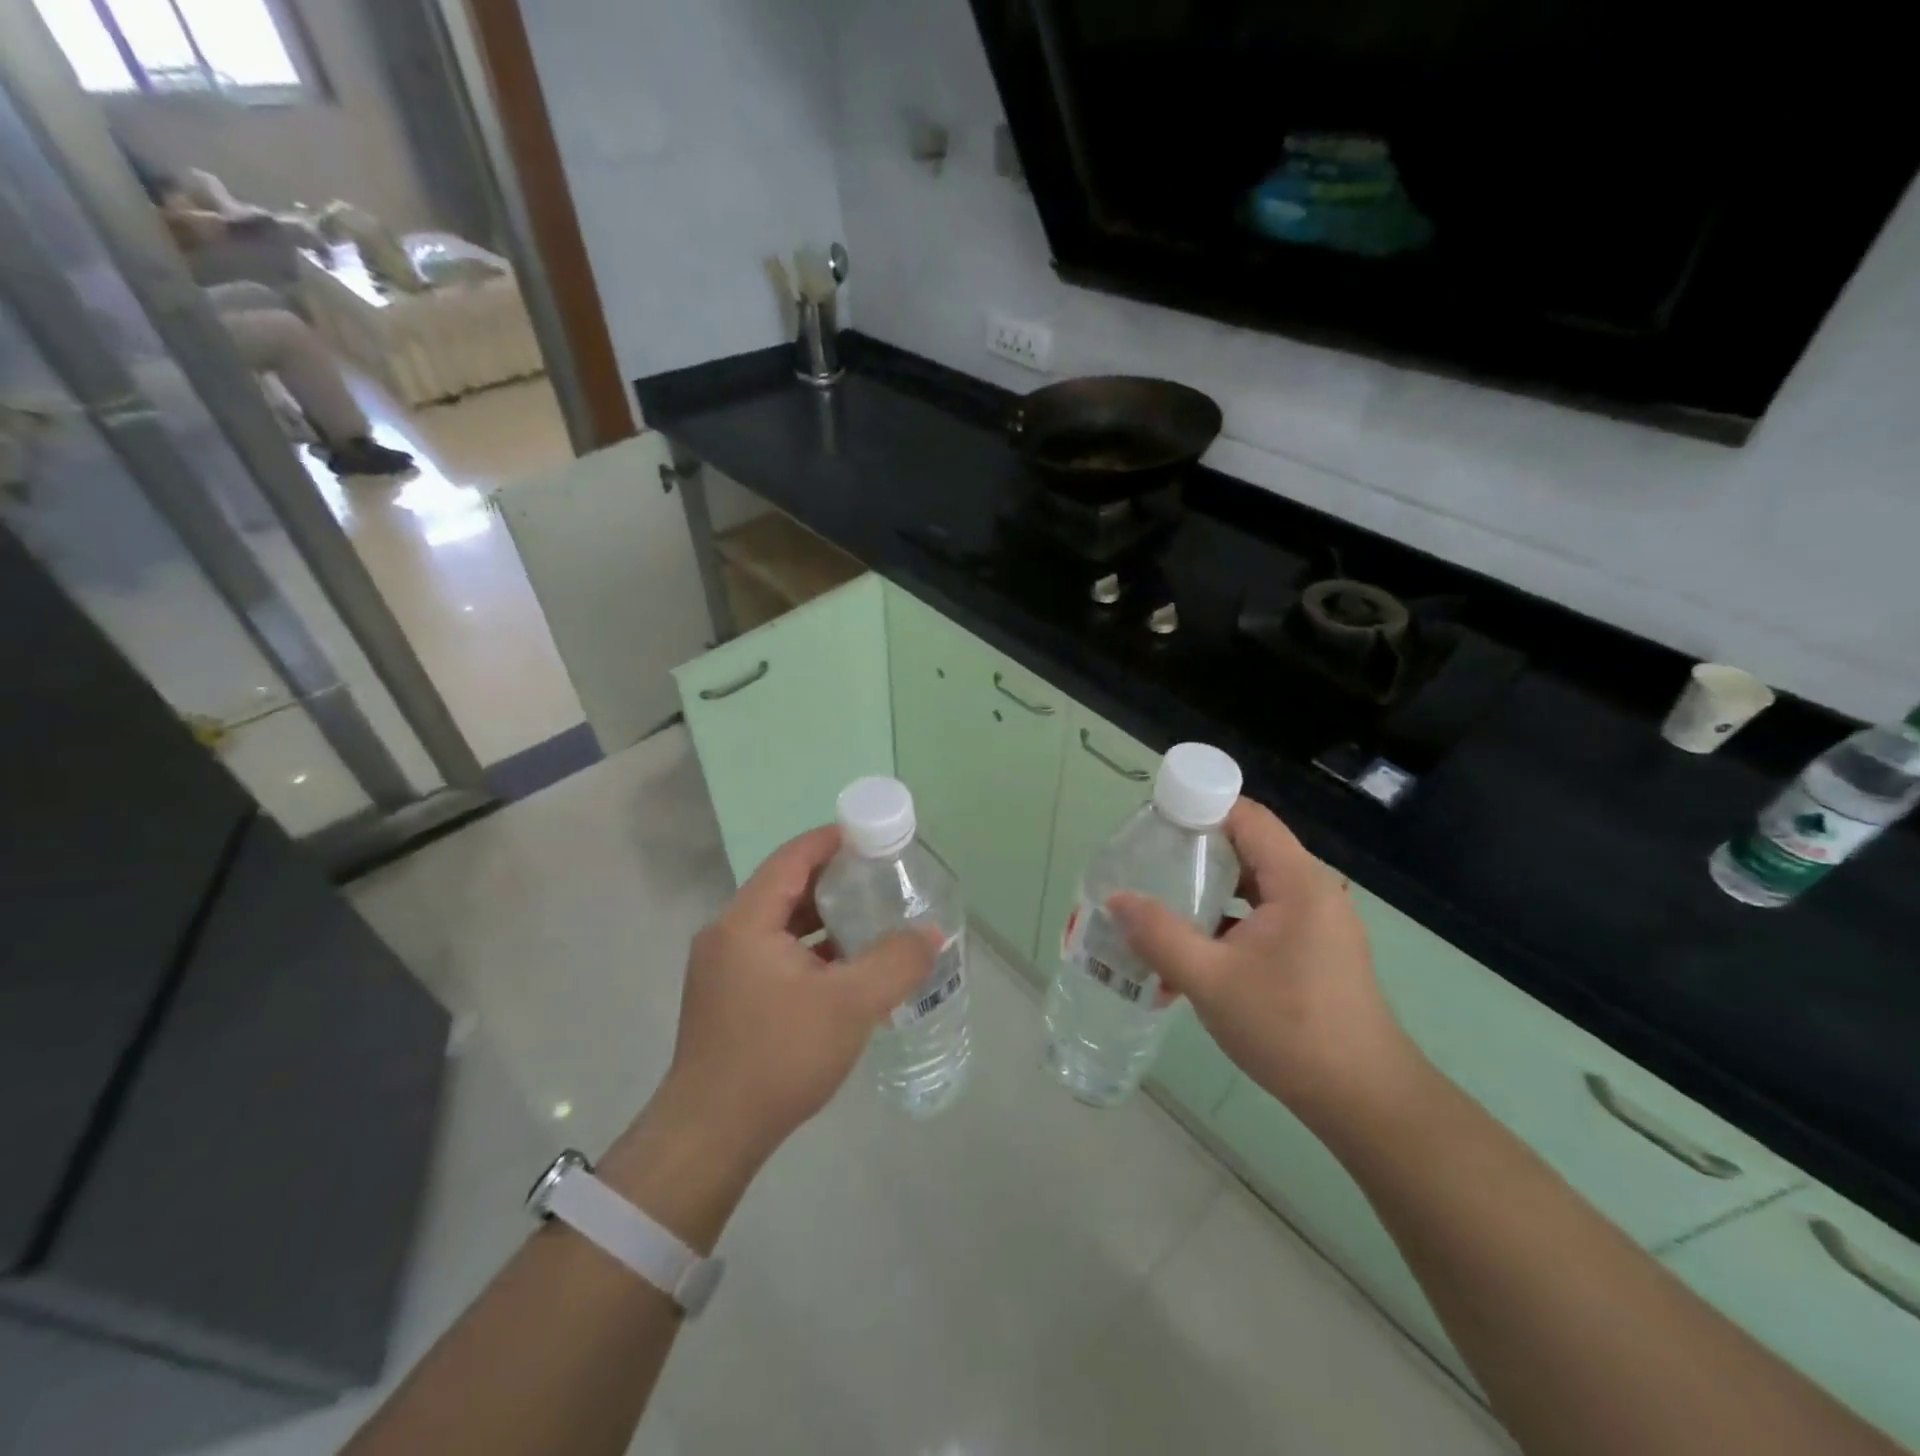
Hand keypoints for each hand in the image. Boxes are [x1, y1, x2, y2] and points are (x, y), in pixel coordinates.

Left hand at [650, 826, 940, 1169]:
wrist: (711, 1136)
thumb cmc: (778, 1057)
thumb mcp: (850, 1005)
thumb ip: (896, 962)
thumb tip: (930, 933)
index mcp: (746, 922)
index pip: (792, 859)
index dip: (832, 841)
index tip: (873, 837)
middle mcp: (727, 935)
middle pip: (785, 888)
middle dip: (834, 880)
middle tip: (881, 879)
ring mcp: (723, 969)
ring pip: (779, 925)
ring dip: (822, 918)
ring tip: (870, 919)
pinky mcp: (727, 998)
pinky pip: (773, 954)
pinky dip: (808, 950)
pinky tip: (843, 969)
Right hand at [1109, 799, 1426, 1138]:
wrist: (1364, 1101)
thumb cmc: (1289, 1029)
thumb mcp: (1210, 981)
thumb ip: (1159, 935)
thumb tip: (1116, 900)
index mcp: (1297, 881)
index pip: (1246, 816)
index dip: (1199, 809)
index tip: (1153, 825)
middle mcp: (1312, 890)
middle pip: (1246, 848)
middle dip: (1193, 855)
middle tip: (1146, 868)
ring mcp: (1317, 922)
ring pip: (1251, 886)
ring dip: (1207, 894)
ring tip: (1159, 909)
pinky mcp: (1314, 949)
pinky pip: (1262, 917)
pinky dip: (1226, 924)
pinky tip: (1191, 954)